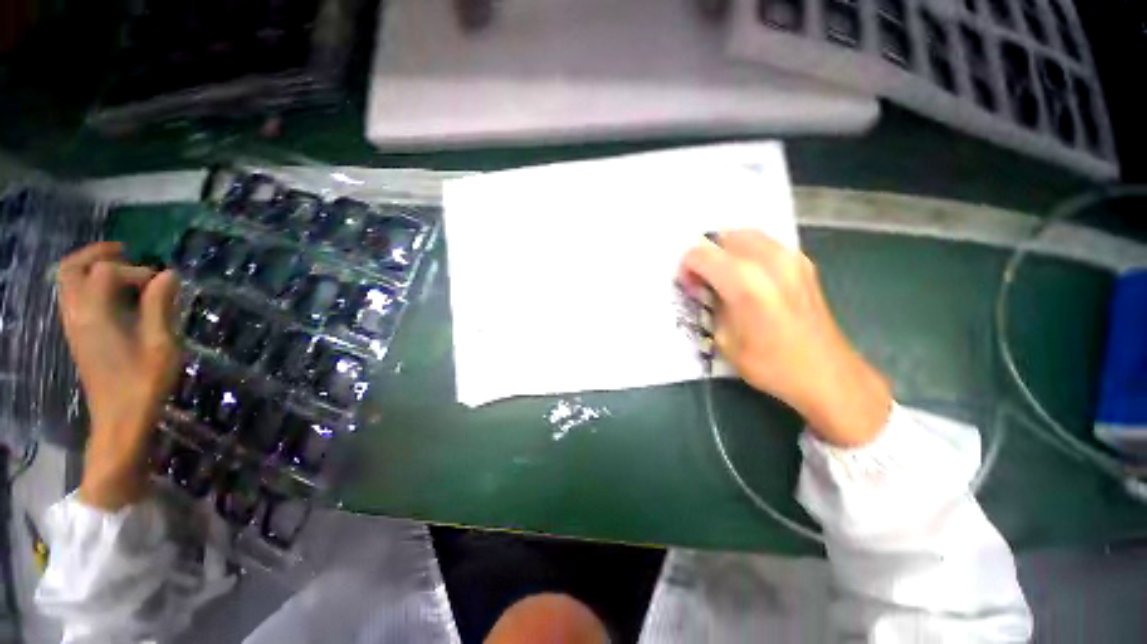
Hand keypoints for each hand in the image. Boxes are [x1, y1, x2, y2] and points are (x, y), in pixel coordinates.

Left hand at [57, 242, 181, 509]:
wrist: (120, 419)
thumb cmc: (143, 382)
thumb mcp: (161, 344)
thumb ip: (160, 306)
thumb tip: (168, 275)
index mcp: (95, 315)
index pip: (107, 272)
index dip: (136, 270)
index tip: (162, 284)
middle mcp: (76, 314)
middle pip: (71, 268)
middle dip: (97, 254)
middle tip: (126, 252)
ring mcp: (73, 325)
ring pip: (66, 282)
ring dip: (89, 267)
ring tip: (119, 268)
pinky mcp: (76, 335)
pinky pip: (72, 297)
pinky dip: (88, 284)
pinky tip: (113, 294)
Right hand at [679, 230, 890, 446]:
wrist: (827, 375)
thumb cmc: (770, 364)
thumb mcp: (724, 340)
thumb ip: (710, 306)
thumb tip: (705, 290)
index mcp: (744, 282)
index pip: (700, 254)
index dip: (687, 269)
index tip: (690, 288)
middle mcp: (768, 260)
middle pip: (724, 237)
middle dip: (708, 256)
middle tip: (705, 282)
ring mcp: (791, 258)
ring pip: (746, 235)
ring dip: (728, 252)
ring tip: (726, 278)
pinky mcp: (804, 263)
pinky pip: (766, 244)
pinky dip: (749, 253)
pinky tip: (750, 279)